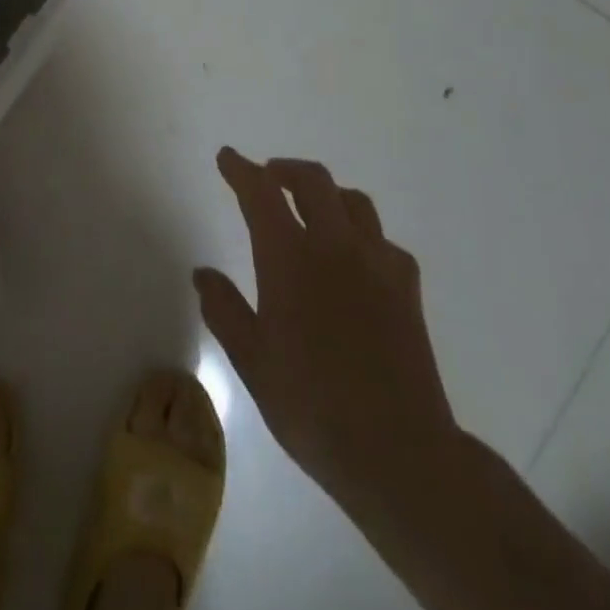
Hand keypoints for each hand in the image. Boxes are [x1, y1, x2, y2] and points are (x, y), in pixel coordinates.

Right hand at [195, 148, 458, 519]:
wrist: (399, 452)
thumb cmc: (312, 406)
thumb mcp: (252, 361)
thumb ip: (224, 309)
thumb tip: (202, 273)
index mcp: (290, 257)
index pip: (260, 193)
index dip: (241, 169)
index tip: (228, 157)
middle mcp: (335, 245)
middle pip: (312, 181)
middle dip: (284, 170)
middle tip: (268, 178)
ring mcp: (377, 262)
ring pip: (352, 201)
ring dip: (326, 194)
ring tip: (312, 212)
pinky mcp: (407, 286)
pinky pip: (381, 239)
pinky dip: (361, 234)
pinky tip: (355, 260)